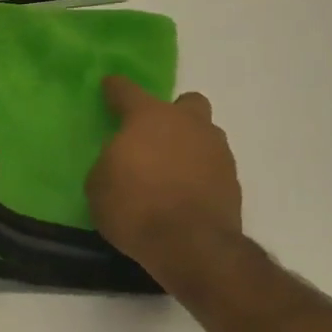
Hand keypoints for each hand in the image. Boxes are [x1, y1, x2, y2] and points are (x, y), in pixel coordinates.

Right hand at [87, 77, 242, 273]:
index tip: (109, 85)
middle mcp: (187, 124)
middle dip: (172, 113)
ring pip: (204, 134)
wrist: (191, 245)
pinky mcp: (233, 180)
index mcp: (148, 117)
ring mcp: (216, 150)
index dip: (115, 88)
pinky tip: (185, 192)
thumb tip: (121, 161)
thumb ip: (110, 162)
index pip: (127, 91)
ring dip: (189, 144)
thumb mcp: (98, 184)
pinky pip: (212, 165)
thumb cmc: (134, 207)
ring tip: (170, 170)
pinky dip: (200, 173)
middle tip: (154, 136)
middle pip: (186, 103)